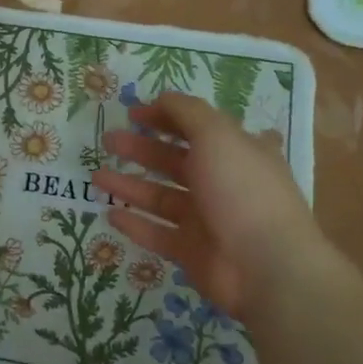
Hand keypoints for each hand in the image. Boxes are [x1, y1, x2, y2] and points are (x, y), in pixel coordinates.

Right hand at [91, 92, 322, 321]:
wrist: (265, 265)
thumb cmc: (242, 189)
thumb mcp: (217, 135)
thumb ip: (187, 112)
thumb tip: (162, 98)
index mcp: (237, 151)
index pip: (199, 127)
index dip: (167, 117)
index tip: (134, 113)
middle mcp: (223, 183)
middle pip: (175, 162)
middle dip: (142, 149)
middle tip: (109, 141)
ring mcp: (207, 220)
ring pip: (161, 197)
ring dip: (130, 185)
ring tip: (97, 176)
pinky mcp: (192, 252)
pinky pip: (157, 234)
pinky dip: (135, 224)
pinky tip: (110, 215)